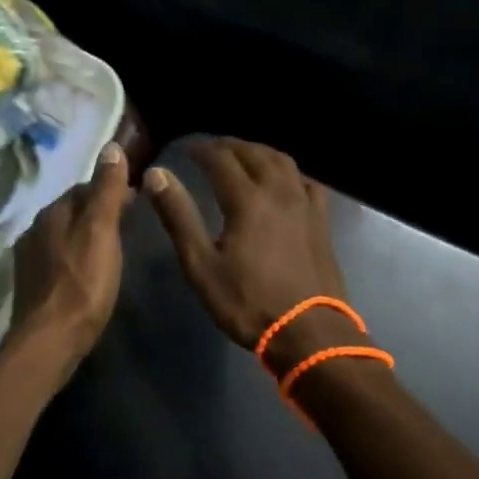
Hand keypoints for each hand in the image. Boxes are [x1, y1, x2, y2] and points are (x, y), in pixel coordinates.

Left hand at [13, 142, 132, 371]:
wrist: (50, 340)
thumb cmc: (83, 283)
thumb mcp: (102, 231)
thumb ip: (107, 190)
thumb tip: (111, 146)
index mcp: (52, 212)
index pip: (83, 187)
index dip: (109, 190)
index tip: (135, 199)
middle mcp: (35, 229)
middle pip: (71, 210)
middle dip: (96, 211)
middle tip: (127, 224)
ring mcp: (29, 258)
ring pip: (63, 234)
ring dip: (84, 234)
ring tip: (110, 248)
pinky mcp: (31, 284)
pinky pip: (56, 258)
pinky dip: (74, 257)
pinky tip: (87, 272)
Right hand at [144, 139, 350, 367]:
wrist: (309, 332)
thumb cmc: (248, 302)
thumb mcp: (201, 265)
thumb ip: (179, 216)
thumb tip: (157, 175)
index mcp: (247, 199)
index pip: (221, 159)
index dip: (201, 149)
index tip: (185, 148)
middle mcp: (279, 191)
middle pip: (254, 153)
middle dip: (229, 146)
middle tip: (210, 149)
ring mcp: (304, 205)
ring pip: (282, 161)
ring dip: (259, 152)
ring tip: (243, 157)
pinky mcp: (321, 221)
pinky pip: (306, 181)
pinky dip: (288, 171)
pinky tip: (283, 180)